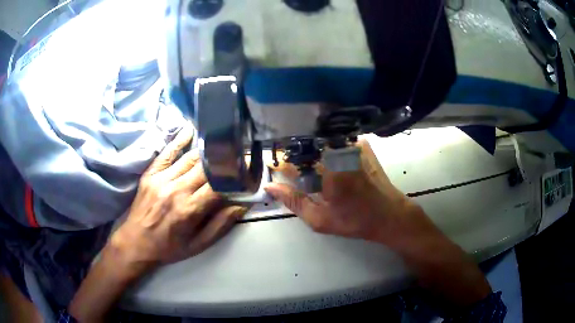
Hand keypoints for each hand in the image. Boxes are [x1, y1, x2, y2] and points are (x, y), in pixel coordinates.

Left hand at [110, 125, 246, 273]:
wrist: (135, 243)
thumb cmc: (169, 247)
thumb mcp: (198, 245)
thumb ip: (221, 225)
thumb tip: (242, 204)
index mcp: (190, 209)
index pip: (219, 185)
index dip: (237, 177)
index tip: (248, 171)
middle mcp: (176, 189)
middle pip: (207, 168)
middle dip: (226, 161)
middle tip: (239, 155)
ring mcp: (161, 178)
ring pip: (190, 158)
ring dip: (209, 151)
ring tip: (222, 144)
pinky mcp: (151, 173)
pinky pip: (168, 153)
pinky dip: (179, 140)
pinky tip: (190, 130)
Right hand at [265, 139, 430, 246]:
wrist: (389, 215)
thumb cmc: (355, 221)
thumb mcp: (320, 220)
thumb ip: (294, 202)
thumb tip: (270, 187)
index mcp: (327, 172)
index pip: (294, 162)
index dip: (281, 164)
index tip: (274, 167)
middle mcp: (339, 153)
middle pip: (307, 147)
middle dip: (297, 157)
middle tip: (295, 171)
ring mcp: (353, 146)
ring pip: (321, 142)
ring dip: (312, 152)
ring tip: (313, 168)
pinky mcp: (362, 146)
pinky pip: (338, 140)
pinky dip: (329, 147)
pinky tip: (330, 159)